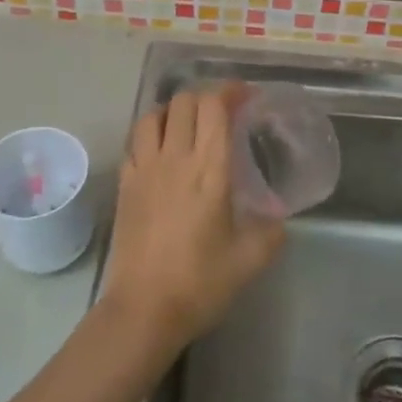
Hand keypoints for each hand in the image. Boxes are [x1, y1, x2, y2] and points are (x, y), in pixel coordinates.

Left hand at [100, 86, 284, 355]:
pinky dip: (150, 134)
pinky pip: (135, 142)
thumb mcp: (250, 260)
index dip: (231, 91)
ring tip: (188, 125)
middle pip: (184, 101)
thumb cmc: (200, 283)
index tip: (246, 96)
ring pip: (153, 115)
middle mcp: (175, 158)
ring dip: (173, 111)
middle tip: (222, 112)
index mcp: (209, 170)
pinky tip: (161, 152)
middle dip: (206, 97)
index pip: (215, 107)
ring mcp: (144, 169)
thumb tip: (278, 218)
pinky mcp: (124, 185)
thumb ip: (271, 231)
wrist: (143, 310)